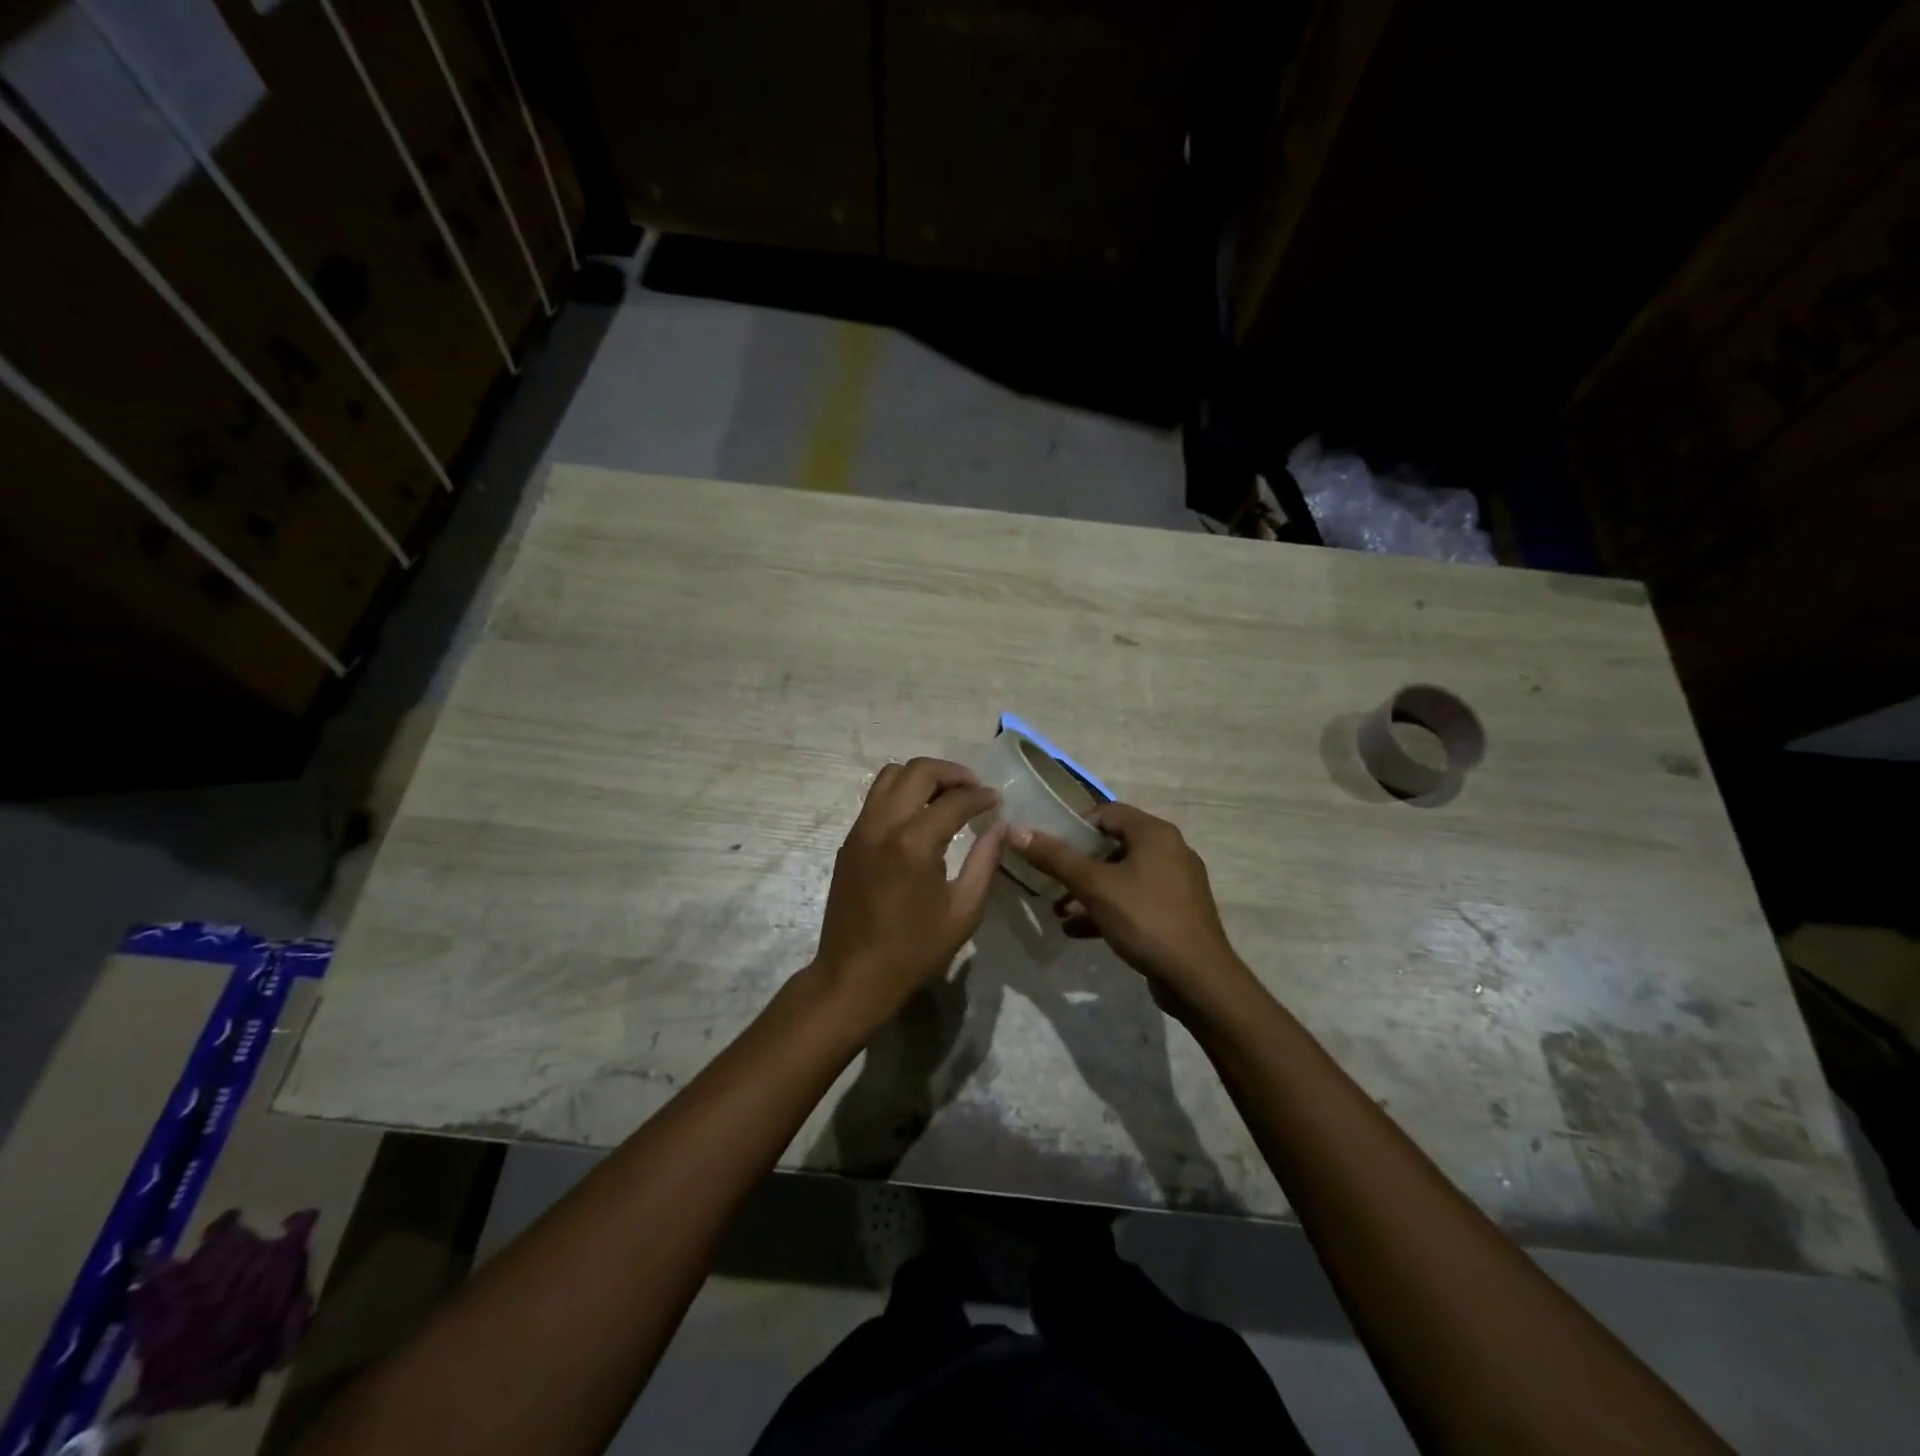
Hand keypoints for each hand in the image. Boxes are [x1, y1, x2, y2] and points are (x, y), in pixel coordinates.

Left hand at [810, 758, 1009, 1038]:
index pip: (954, 800)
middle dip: (951, 772)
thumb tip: (1001, 827)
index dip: (980, 796)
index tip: (997, 801)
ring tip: (946, 795)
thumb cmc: (914, 951)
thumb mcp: (963, 911)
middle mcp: (883, 825)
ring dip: (921, 776)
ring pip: (889, 775)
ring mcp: (860, 830)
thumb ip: (985, 862)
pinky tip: (919, 815)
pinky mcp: (849, 841)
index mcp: (914, 843)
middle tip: (973, 788)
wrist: (853, 977)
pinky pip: (875, 798)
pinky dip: (900, 793)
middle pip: (917, 771)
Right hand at [1011, 803, 1249, 1011]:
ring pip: (1122, 877)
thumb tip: (1016, 830)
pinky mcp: (1176, 913)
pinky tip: (1076, 931)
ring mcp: (1176, 884)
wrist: (1197, 979)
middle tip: (1050, 881)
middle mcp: (1170, 851)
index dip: (1075, 827)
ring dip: (1088, 891)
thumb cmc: (1145, 918)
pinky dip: (1107, 909)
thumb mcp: (1093, 886)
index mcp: (1155, 833)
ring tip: (1058, 911)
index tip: (1050, 848)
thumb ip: (1054, 857)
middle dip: (1078, 865)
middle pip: (1113, 845)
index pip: (1107, 813)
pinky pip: (1135, 901)